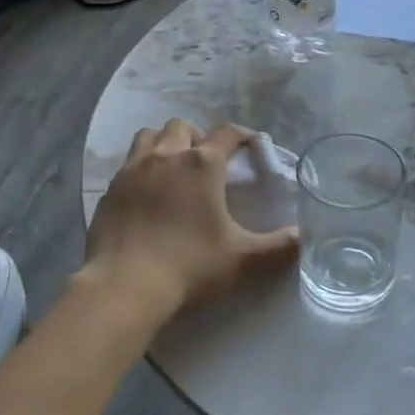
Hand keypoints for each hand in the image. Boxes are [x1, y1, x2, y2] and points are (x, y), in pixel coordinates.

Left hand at [83, 119, 299, 321]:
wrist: (124, 286)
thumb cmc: (189, 265)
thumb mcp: (242, 258)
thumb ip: (278, 246)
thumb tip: (305, 236)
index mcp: (203, 164)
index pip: (227, 133)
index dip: (243, 135)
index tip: (252, 145)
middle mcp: (167, 156)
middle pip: (184, 127)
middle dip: (199, 136)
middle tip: (209, 160)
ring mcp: (134, 169)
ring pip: (150, 136)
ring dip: (166, 143)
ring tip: (175, 166)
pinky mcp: (110, 188)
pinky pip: (128, 162)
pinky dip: (142, 166)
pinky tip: (148, 191)